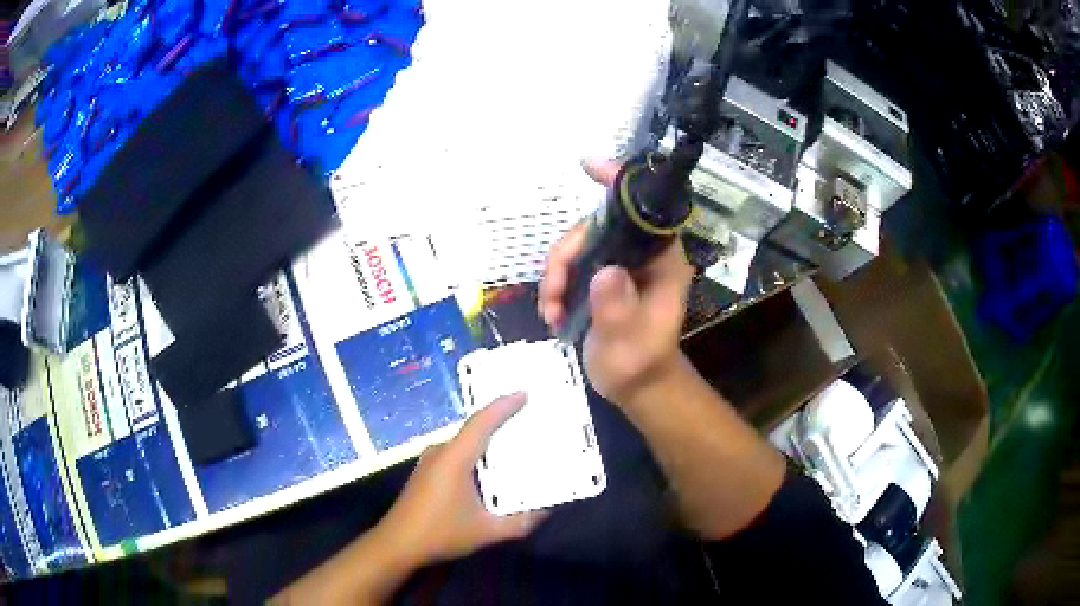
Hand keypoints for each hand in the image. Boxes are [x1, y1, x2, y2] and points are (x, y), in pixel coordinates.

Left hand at [377, 393, 546, 564]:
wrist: (398, 544)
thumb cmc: (441, 533)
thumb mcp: (487, 531)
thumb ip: (521, 522)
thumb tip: (546, 510)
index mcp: (454, 458)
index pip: (481, 423)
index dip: (503, 406)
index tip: (524, 393)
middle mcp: (440, 452)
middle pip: (474, 428)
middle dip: (500, 421)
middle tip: (528, 418)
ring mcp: (430, 461)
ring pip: (465, 442)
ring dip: (488, 440)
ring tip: (514, 441)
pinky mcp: (427, 472)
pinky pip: (456, 453)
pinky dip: (476, 454)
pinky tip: (489, 468)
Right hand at [539, 159, 694, 405]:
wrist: (635, 385)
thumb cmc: (641, 364)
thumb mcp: (630, 343)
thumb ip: (618, 309)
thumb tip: (604, 272)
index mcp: (662, 261)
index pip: (645, 211)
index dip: (619, 183)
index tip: (588, 166)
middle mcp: (640, 255)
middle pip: (596, 228)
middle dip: (566, 255)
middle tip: (553, 293)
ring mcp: (618, 264)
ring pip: (577, 247)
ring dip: (555, 275)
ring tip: (552, 311)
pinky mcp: (600, 277)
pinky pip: (570, 266)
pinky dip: (555, 286)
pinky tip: (553, 313)